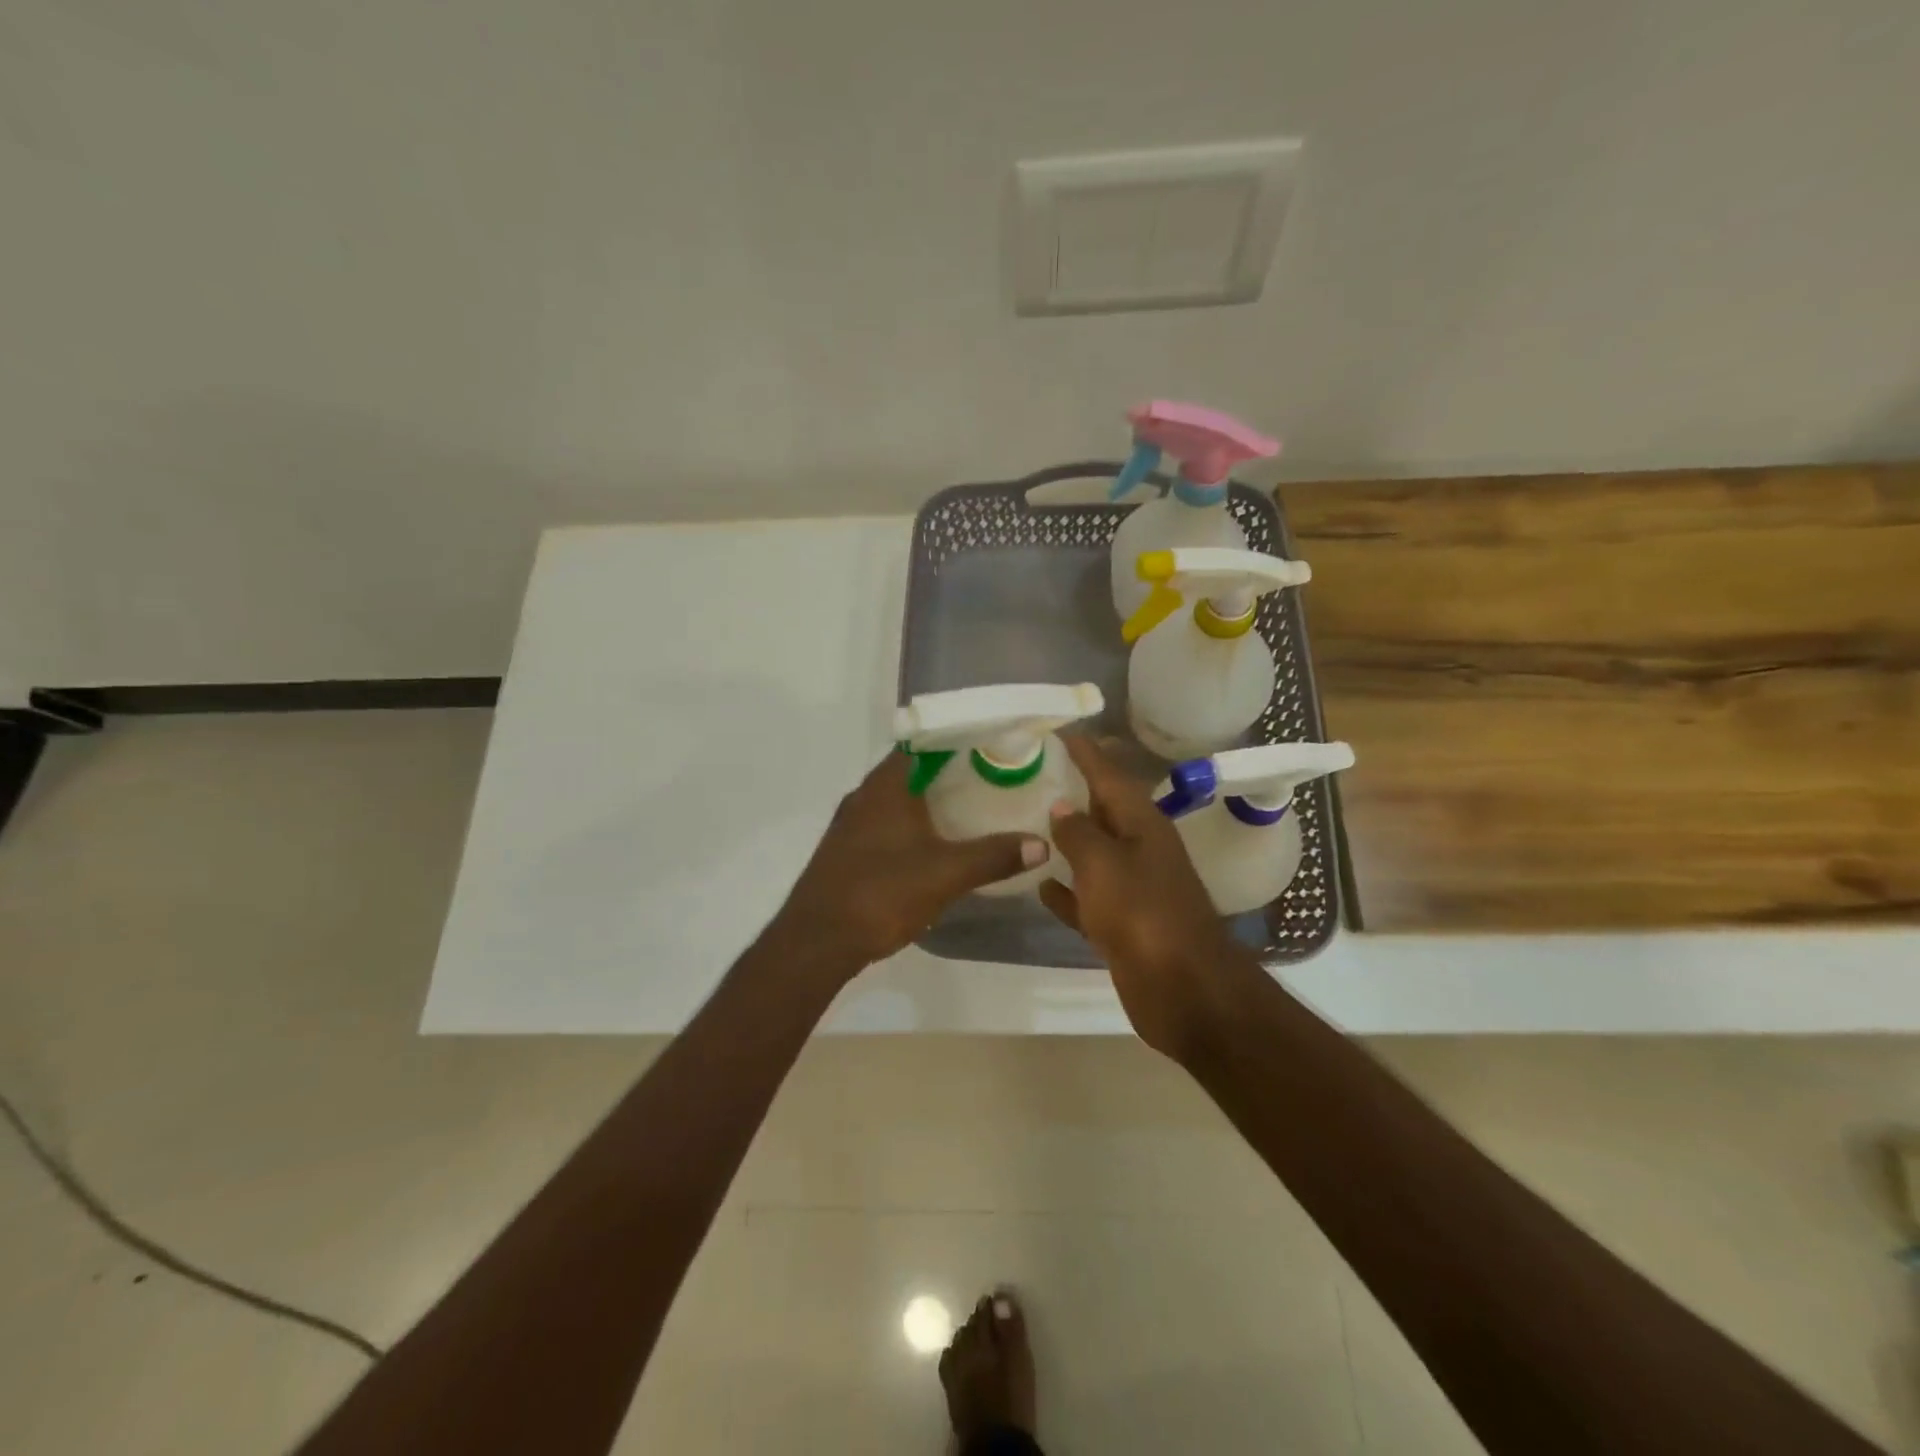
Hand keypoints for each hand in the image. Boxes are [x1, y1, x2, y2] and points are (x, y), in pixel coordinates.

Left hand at [769, 751, 1048, 975]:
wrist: (817, 942)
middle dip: (947, 770)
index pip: (921, 742)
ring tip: (969, 806)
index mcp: (885, 787)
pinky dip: (911, 825)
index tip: (987, 740)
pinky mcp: (846, 852)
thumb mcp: (946, 874)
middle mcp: (863, 797)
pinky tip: (933, 844)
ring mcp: (850, 825)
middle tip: (989, 774)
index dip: (954, 737)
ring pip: (896, 800)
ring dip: (927, 800)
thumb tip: (1041, 843)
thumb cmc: (881, 893)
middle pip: (910, 770)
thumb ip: (994, 856)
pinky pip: (885, 824)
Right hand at [1038, 737, 1240, 1061]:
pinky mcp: (1124, 924)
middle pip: (1103, 811)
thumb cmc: (1143, 914)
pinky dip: (1067, 892)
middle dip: (1073, 792)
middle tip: (1035, 773)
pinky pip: (1089, 898)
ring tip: (1030, 822)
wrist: (1184, 989)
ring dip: (1068, 841)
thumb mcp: (1104, 864)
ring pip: (1094, 854)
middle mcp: (1140, 849)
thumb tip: (1060, 807)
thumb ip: (1078, 833)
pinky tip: (1040, 887)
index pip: (1109, 775)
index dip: (1085, 752)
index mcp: (1142, 824)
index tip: (1058, 730)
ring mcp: (1133, 889)